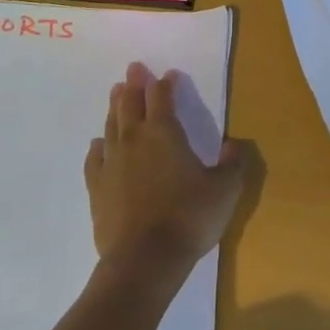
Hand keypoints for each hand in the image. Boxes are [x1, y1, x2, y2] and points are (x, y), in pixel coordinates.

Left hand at [85, 62, 249, 275]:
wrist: (144, 260)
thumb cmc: (189, 217)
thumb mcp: (225, 189)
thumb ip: (233, 163)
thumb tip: (234, 144)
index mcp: (164, 133)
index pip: (162, 98)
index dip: (165, 84)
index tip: (168, 74)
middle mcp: (134, 140)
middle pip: (131, 104)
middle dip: (134, 85)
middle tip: (133, 69)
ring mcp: (112, 164)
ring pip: (112, 126)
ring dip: (115, 107)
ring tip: (116, 93)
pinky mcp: (97, 189)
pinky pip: (95, 159)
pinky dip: (98, 146)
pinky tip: (99, 143)